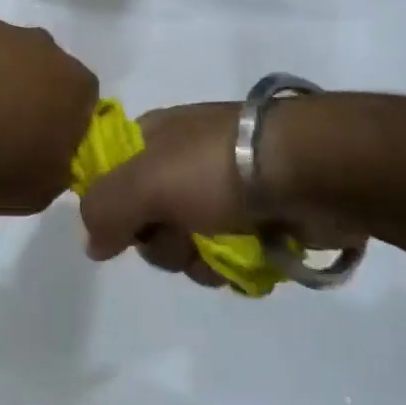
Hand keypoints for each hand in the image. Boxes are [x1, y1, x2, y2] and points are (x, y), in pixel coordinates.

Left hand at [0, 16, 99, 222]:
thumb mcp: (44, 188)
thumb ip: (61, 160)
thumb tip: (52, 147)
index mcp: (73, 84)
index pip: (82, 96)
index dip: (62, 119)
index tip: (38, 141)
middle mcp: (40, 45)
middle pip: (43, 66)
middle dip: (29, 89)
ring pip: (2, 50)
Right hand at [77, 102, 367, 287]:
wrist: (314, 170)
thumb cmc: (219, 167)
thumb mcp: (145, 182)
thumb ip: (105, 210)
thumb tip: (91, 243)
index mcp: (153, 138)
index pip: (111, 178)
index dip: (115, 208)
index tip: (129, 225)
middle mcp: (183, 163)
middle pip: (149, 223)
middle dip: (165, 244)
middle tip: (185, 236)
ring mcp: (223, 191)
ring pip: (189, 247)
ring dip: (201, 261)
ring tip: (226, 250)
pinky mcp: (260, 218)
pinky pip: (229, 258)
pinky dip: (235, 266)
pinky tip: (251, 258)